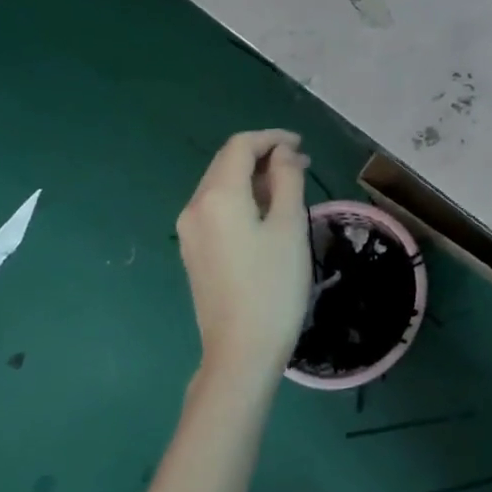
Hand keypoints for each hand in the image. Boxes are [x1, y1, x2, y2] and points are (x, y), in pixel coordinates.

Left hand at [175, 130, 312, 383]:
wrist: (241, 352)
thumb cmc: (272, 286)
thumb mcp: (289, 226)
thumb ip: (287, 180)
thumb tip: (284, 154)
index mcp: (218, 196)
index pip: (240, 146)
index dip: (272, 138)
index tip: (301, 145)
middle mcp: (195, 207)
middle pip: (226, 163)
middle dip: (263, 155)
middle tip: (301, 163)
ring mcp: (190, 232)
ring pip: (221, 185)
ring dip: (254, 177)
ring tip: (290, 184)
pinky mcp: (195, 251)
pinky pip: (217, 208)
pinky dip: (243, 198)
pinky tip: (268, 210)